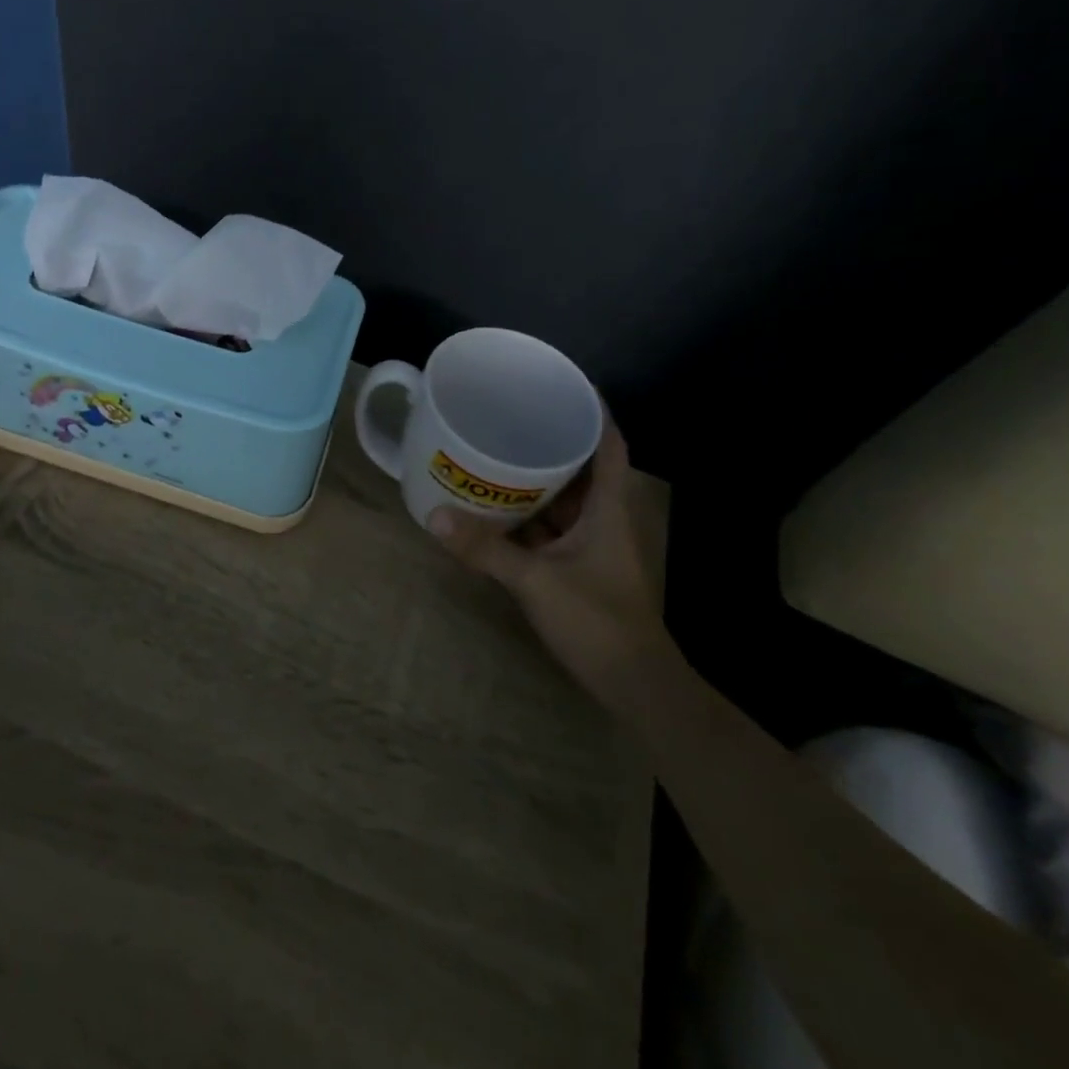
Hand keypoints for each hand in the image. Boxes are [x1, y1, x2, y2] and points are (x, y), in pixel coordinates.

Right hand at [430, 419, 674, 710]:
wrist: (633, 683)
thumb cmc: (596, 620)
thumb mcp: (535, 581)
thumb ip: (486, 550)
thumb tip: (435, 517)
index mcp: (609, 507)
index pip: (609, 444)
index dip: (593, 411)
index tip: (561, 385)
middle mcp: (605, 517)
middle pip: (584, 465)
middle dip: (553, 439)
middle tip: (512, 415)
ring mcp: (593, 543)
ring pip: (567, 497)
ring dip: (539, 477)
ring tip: (498, 451)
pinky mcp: (580, 566)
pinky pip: (553, 526)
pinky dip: (531, 513)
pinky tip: (499, 506)